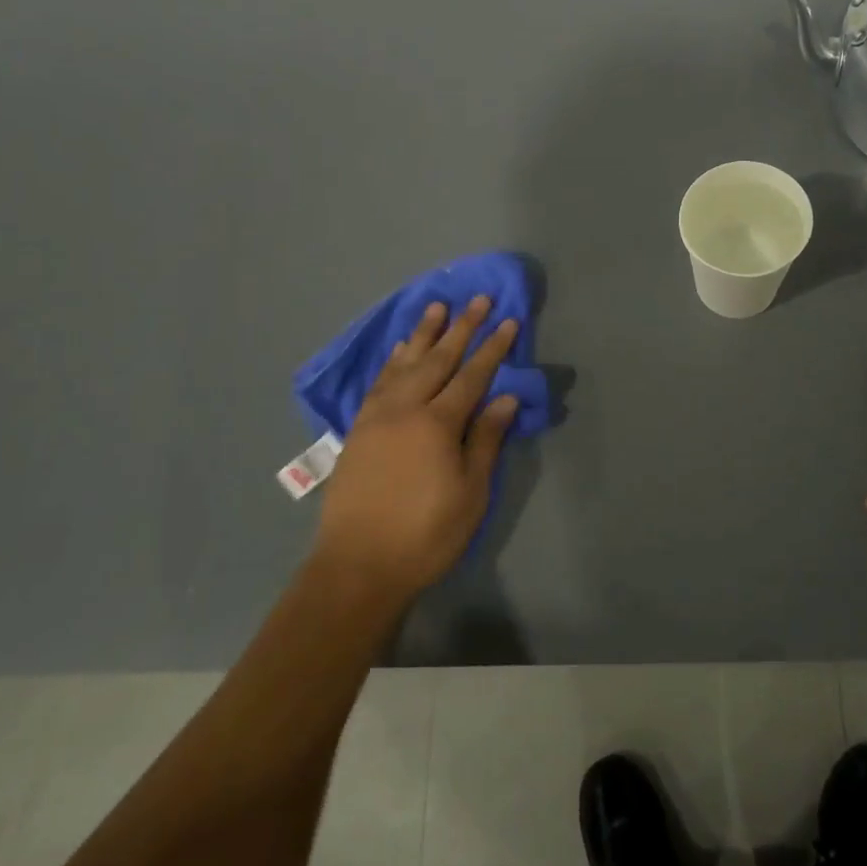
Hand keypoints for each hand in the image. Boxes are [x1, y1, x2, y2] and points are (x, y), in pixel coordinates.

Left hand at [309, 296, 519, 608]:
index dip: (493, 348)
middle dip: (462, 327)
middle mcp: (406, 409)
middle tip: (478, 299)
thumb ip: (486, 440)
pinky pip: (380, 382)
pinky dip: (393, 361)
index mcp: (438, 424)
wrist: (358, 566)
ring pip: (405, 364)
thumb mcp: (470, 493)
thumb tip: (505, 399)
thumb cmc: (426, 534)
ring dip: (423, 334)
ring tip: (436, 307)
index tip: (508, 321)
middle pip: (439, 359)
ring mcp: (378, 416)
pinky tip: (401, 350)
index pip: (473, 376)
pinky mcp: (359, 429)